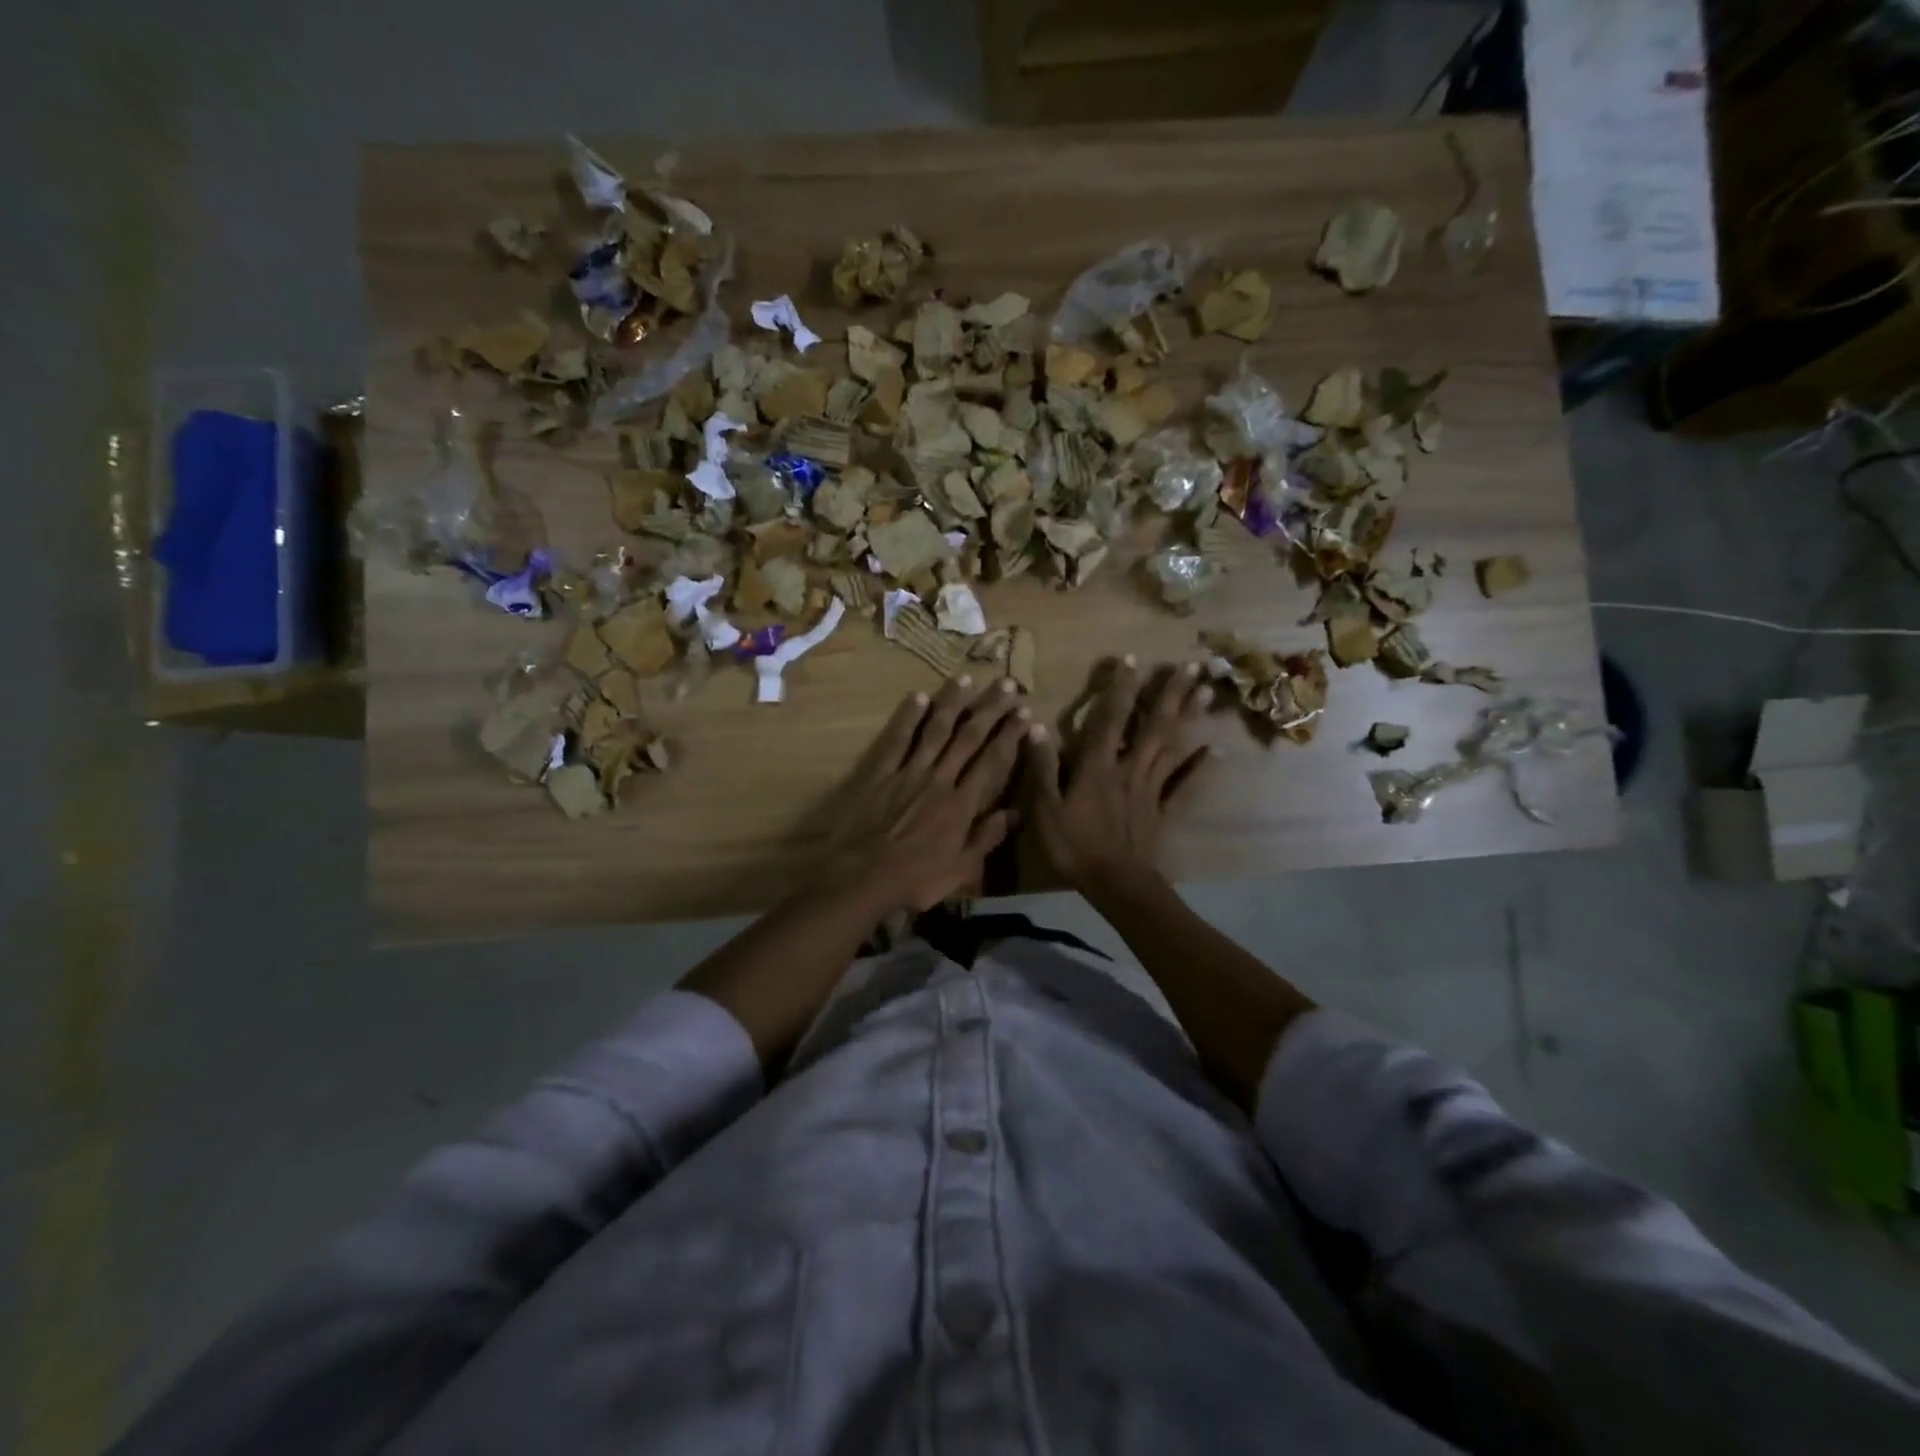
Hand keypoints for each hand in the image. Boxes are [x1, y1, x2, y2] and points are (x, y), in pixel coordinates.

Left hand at [817, 675, 1030, 915]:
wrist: (860, 878)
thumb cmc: (913, 880)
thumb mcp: (960, 871)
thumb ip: (986, 839)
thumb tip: (1015, 813)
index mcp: (962, 805)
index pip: (993, 761)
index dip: (1010, 735)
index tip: (1025, 713)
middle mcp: (940, 779)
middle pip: (969, 737)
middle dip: (990, 708)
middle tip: (1007, 683)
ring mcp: (908, 772)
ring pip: (936, 730)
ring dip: (953, 703)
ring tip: (967, 678)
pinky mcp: (879, 773)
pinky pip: (897, 739)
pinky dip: (907, 717)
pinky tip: (918, 696)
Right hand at [1024, 656, 1211, 893]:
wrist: (1115, 884)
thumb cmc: (1075, 846)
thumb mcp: (1046, 808)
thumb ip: (1043, 767)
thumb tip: (1035, 726)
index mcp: (1099, 766)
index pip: (1111, 719)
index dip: (1120, 688)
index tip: (1131, 658)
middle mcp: (1130, 768)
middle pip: (1154, 725)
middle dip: (1171, 694)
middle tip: (1192, 665)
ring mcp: (1151, 789)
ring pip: (1173, 746)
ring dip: (1189, 717)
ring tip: (1206, 691)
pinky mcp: (1164, 810)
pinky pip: (1186, 785)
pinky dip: (1202, 768)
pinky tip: (1218, 751)